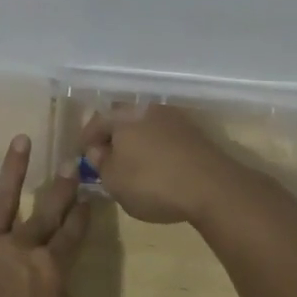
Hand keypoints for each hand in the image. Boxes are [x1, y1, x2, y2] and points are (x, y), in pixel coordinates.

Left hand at [0, 135, 89, 296]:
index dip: (82, 218)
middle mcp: (21, 250)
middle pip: (46, 212)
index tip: (90, 196)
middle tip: (70, 161)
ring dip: (14, 169)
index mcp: (50, 274)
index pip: (72, 238)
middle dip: (60, 187)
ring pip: (3, 200)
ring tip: (21, 139)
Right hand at [79, 103, 254, 226]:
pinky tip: (158, 166)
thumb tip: (97, 150)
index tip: (83, 155)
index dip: (87, 139)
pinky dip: (157, 148)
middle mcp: (147, 109)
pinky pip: (165, 136)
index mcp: (123, 116)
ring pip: (145, 126)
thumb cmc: (153, 183)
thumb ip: (100, 163)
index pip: (96, 121)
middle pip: (122, 119)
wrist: (212, 187)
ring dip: (137, 141)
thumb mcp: (114, 181)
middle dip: (113, 137)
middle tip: (108, 157)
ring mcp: (174, 118)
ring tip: (133, 163)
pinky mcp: (194, 133)